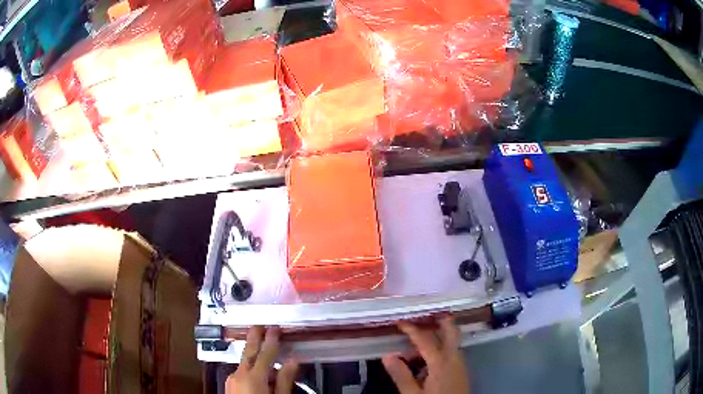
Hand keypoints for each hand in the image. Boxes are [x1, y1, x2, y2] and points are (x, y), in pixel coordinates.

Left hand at [226, 326, 298, 393]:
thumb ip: (285, 380)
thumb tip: (292, 362)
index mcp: (253, 377)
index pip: (264, 353)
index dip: (271, 339)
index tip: (275, 328)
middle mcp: (239, 375)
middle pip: (249, 351)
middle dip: (255, 337)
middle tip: (260, 325)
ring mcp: (232, 379)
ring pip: (245, 362)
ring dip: (255, 355)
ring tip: (267, 352)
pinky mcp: (229, 384)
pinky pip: (242, 371)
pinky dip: (252, 368)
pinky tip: (260, 373)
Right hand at [382, 316, 469, 393]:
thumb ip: (401, 375)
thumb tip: (387, 355)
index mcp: (441, 362)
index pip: (425, 339)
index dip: (412, 329)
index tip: (400, 321)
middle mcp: (454, 358)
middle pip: (451, 331)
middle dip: (439, 320)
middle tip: (424, 313)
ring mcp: (460, 364)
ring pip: (451, 342)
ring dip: (437, 336)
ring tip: (416, 343)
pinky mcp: (460, 371)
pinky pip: (451, 352)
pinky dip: (440, 348)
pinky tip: (426, 361)